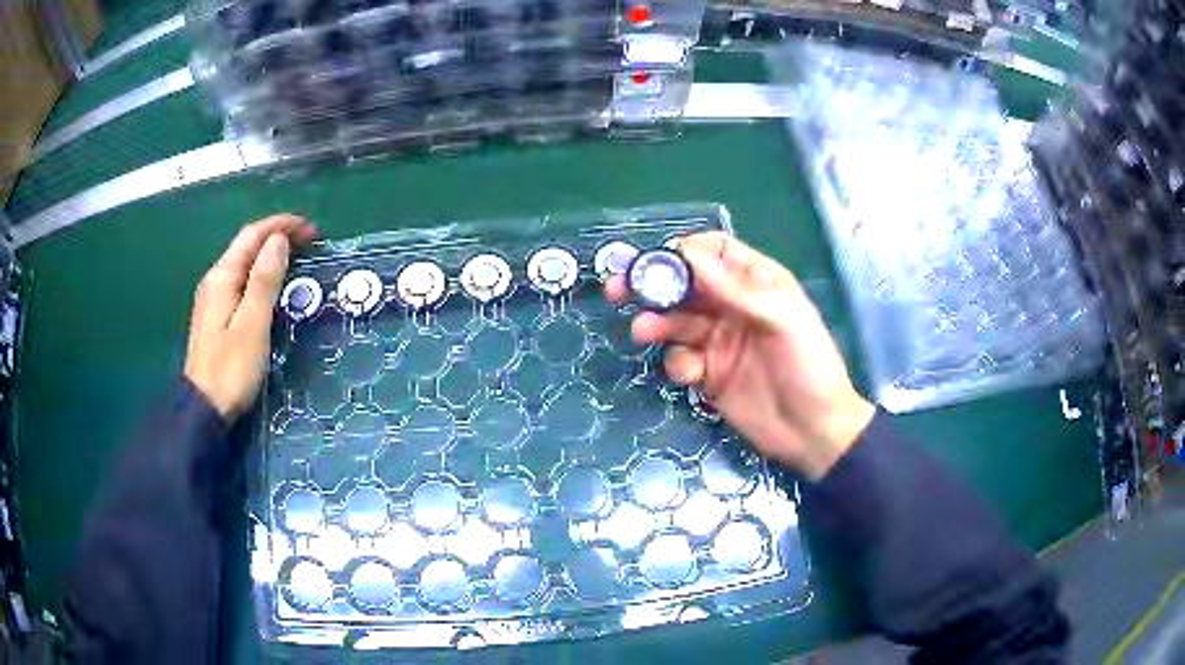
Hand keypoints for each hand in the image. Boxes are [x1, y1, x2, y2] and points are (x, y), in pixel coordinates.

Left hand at [184, 215, 316, 420]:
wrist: (204, 409)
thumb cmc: (231, 369)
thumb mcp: (252, 324)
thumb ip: (264, 280)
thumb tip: (278, 240)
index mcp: (222, 277)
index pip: (252, 235)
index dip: (282, 225)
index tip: (312, 230)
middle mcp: (215, 280)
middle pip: (246, 245)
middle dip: (277, 236)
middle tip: (310, 243)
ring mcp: (213, 299)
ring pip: (243, 263)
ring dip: (270, 254)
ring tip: (297, 259)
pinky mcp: (216, 316)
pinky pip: (241, 281)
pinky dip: (260, 273)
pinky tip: (272, 285)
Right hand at [607, 232, 875, 480]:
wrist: (814, 432)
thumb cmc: (809, 367)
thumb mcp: (781, 320)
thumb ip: (736, 290)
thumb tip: (688, 255)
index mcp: (757, 283)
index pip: (716, 252)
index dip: (687, 253)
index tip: (660, 262)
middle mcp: (734, 307)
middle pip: (686, 286)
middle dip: (653, 285)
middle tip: (619, 288)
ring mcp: (719, 342)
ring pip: (677, 323)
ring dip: (657, 324)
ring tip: (642, 331)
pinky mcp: (709, 376)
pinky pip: (681, 360)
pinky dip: (678, 363)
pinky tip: (692, 376)